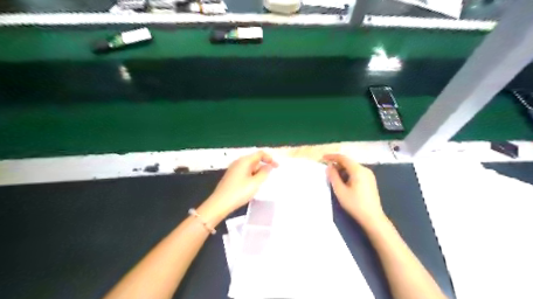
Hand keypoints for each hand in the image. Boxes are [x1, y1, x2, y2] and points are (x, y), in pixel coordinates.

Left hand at [198, 152, 277, 221]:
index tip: (277, 167)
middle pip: (255, 160)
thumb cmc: (239, 192)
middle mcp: (238, 162)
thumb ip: (264, 173)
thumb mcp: (255, 183)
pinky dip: (252, 176)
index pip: (260, 154)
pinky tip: (253, 186)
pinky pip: (245, 173)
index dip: (270, 158)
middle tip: (271, 176)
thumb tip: (268, 166)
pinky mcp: (232, 177)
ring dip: (258, 172)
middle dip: (264, 166)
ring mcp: (234, 169)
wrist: (220, 204)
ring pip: (250, 167)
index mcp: (244, 161)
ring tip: (263, 183)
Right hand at [323, 155, 384, 225]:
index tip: (323, 158)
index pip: (343, 158)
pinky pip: (357, 173)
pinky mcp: (370, 181)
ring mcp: (369, 175)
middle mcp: (365, 170)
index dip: (332, 157)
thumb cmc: (355, 204)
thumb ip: (333, 177)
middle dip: (337, 164)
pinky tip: (343, 181)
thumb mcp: (340, 191)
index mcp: (358, 170)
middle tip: (327, 169)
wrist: (373, 218)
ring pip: (353, 167)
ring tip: (333, 176)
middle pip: (348, 162)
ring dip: (342, 169)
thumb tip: (329, 167)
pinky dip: (348, 173)